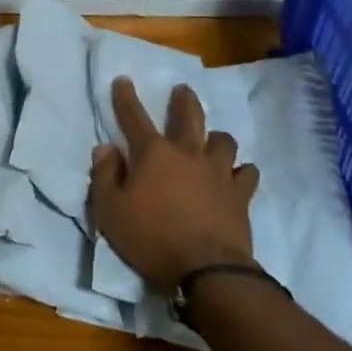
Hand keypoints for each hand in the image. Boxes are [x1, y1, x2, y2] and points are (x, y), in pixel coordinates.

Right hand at [89, 78, 259, 291]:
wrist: (207, 270)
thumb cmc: (152, 238)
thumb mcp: (110, 211)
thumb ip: (104, 176)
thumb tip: (106, 148)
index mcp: (153, 154)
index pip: (134, 117)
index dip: (126, 97)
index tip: (123, 80)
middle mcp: (188, 153)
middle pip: (189, 116)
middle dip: (183, 100)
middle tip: (182, 90)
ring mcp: (218, 172)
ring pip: (223, 141)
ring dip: (216, 137)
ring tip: (213, 139)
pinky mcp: (240, 195)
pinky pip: (246, 173)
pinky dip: (241, 171)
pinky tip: (238, 175)